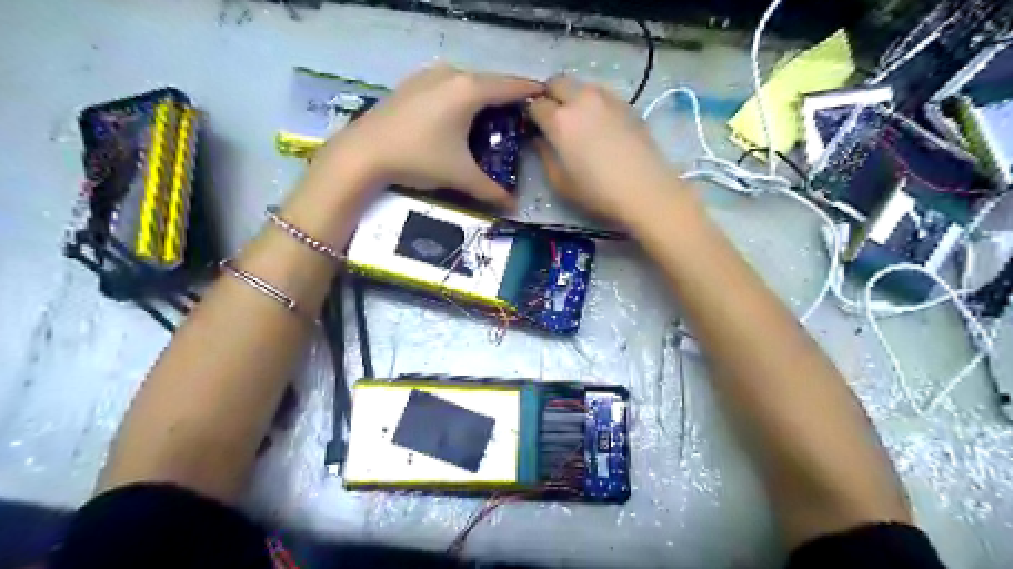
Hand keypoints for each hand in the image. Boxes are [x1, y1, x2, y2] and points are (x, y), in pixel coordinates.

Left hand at [309, 64, 545, 210]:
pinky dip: (461, 97)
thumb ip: (490, 190)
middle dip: (507, 97)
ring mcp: (429, 76)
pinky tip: (459, 117)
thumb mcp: (460, 175)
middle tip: (520, 118)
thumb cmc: (419, 158)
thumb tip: (513, 206)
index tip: (546, 98)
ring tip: (492, 118)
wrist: (363, 153)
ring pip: (467, 82)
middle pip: (490, 82)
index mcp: (469, 90)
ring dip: (483, 97)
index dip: (530, 92)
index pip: (510, 87)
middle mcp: (451, 74)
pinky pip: (448, 85)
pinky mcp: (412, 84)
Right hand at [526, 72, 691, 224]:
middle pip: (557, 82)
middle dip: (550, 95)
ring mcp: (607, 98)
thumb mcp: (560, 182)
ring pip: (581, 85)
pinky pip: (601, 94)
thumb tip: (540, 139)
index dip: (531, 115)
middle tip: (552, 117)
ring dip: (573, 96)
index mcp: (560, 120)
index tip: (533, 127)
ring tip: (577, 120)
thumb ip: (544, 155)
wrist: (645, 190)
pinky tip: (599, 125)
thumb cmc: (597, 192)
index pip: (535, 105)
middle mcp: (581, 100)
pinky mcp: (626, 104)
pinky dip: (593, 103)